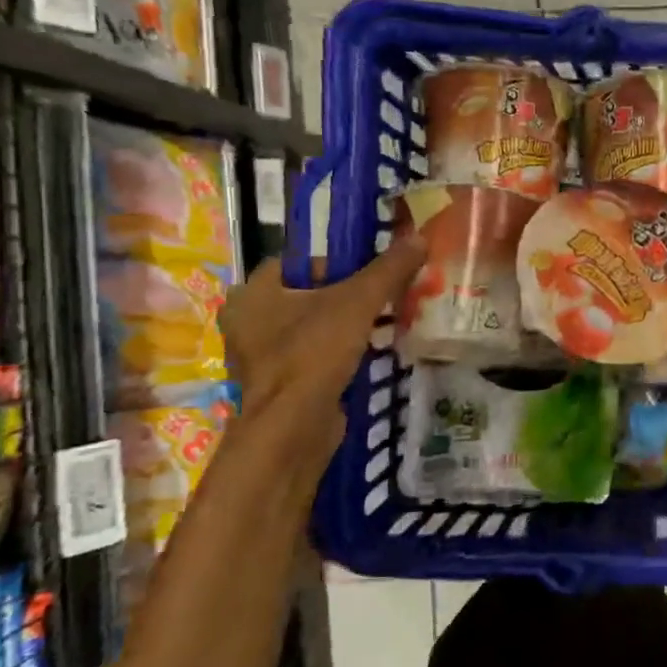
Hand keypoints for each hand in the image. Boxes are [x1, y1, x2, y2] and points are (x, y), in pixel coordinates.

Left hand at [219, 241, 425, 439]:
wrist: (294, 428)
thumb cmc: (314, 352)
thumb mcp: (358, 302)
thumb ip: (388, 269)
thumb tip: (419, 238)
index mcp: (252, 293)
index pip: (296, 261)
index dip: (335, 261)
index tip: (369, 271)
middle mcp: (247, 322)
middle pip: (307, 294)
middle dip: (345, 294)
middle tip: (381, 296)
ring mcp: (260, 357)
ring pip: (310, 326)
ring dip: (343, 324)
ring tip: (381, 323)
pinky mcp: (279, 384)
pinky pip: (312, 355)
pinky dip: (337, 352)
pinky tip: (366, 354)